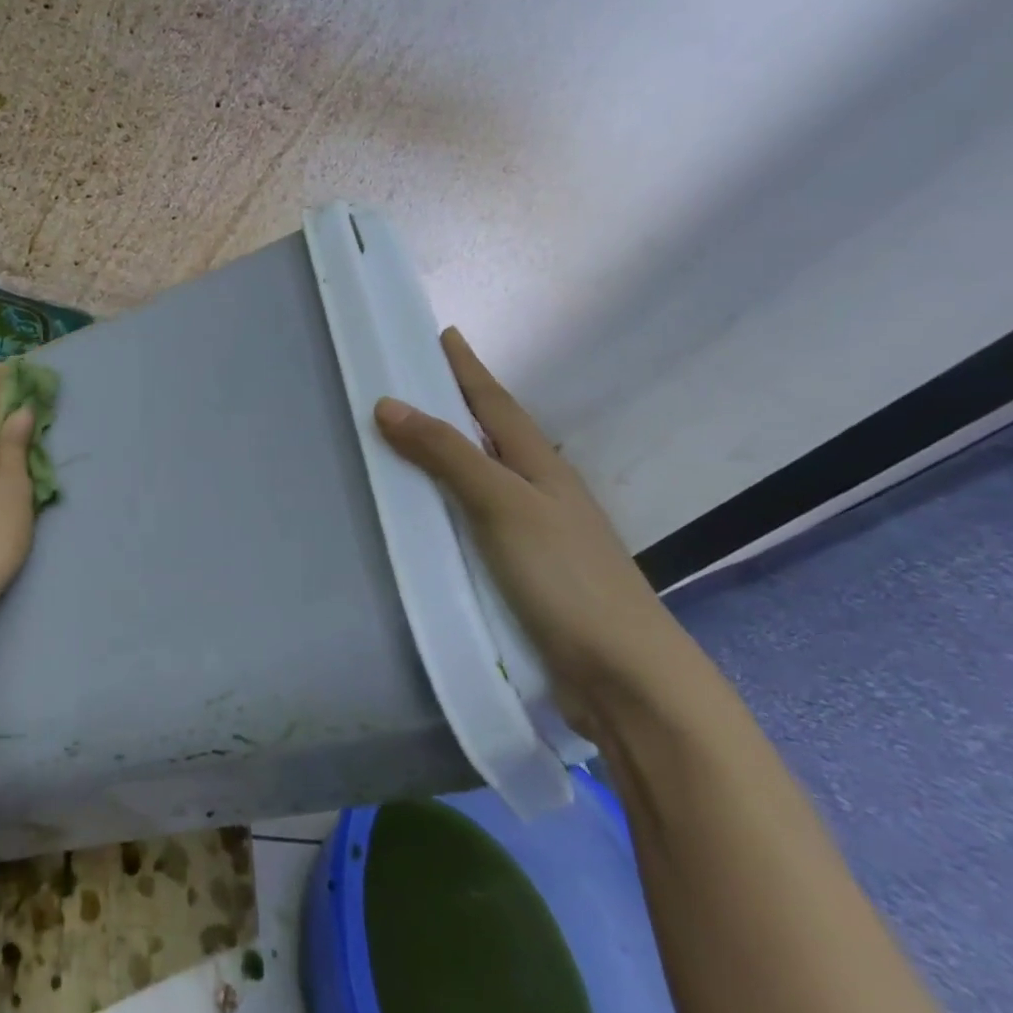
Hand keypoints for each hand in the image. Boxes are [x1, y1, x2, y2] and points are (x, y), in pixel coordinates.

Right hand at [375, 328, 683, 729]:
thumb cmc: (566, 578)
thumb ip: (447, 455)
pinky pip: (471, 519)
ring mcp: (532, 532)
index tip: (444, 334)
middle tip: (409, 381)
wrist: (624, 678)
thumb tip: (388, 403)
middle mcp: (538, 491)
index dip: (468, 367)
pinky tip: (425, 512)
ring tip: (405, 438)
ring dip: (446, 454)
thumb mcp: (504, 505)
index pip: (494, 402)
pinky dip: (445, 502)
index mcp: (539, 465)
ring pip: (479, 478)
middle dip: (454, 404)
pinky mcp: (520, 571)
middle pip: (488, 435)